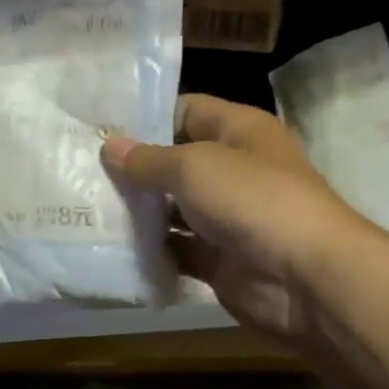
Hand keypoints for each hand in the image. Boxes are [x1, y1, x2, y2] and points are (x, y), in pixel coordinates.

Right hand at [102, 94, 384, 345]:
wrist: (306, 278)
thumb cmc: (252, 200)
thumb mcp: (193, 167)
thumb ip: (147, 159)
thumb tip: (108, 146)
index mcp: (237, 131)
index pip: (185, 110)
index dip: (145, 116)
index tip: (98, 128)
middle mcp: (232, 169)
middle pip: (174, 161)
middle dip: (132, 168)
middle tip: (81, 171)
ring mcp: (226, 216)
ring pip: (172, 208)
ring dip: (137, 211)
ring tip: (87, 207)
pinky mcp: (218, 258)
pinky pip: (176, 248)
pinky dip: (150, 249)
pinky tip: (112, 246)